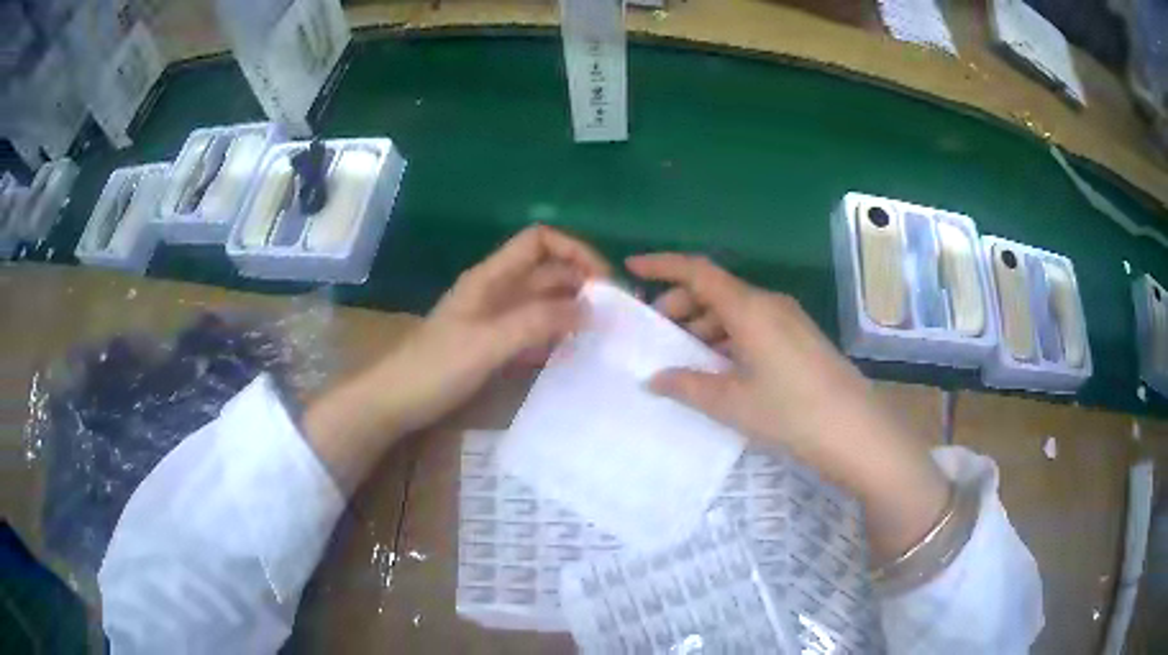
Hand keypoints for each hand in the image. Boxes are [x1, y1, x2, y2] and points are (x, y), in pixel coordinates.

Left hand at [305, 226, 609, 491]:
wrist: (397, 401)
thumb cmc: (435, 368)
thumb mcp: (487, 343)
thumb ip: (536, 322)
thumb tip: (589, 308)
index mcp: (491, 277)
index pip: (539, 241)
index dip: (574, 250)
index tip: (603, 281)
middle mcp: (497, 290)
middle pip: (546, 270)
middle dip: (581, 282)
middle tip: (615, 312)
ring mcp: (496, 318)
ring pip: (543, 301)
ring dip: (572, 309)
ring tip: (603, 332)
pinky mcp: (495, 345)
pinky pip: (534, 330)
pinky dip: (556, 334)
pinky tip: (574, 351)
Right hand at [626, 253, 948, 560]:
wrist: (856, 431)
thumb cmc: (791, 412)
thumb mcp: (732, 403)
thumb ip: (688, 386)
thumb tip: (653, 379)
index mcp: (750, 308)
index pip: (698, 271)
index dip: (663, 265)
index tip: (632, 269)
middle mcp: (769, 304)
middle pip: (715, 290)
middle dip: (680, 305)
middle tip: (657, 334)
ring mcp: (788, 320)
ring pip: (735, 310)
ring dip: (704, 325)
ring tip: (685, 357)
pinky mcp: (799, 339)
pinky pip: (753, 326)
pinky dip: (728, 338)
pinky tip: (719, 368)